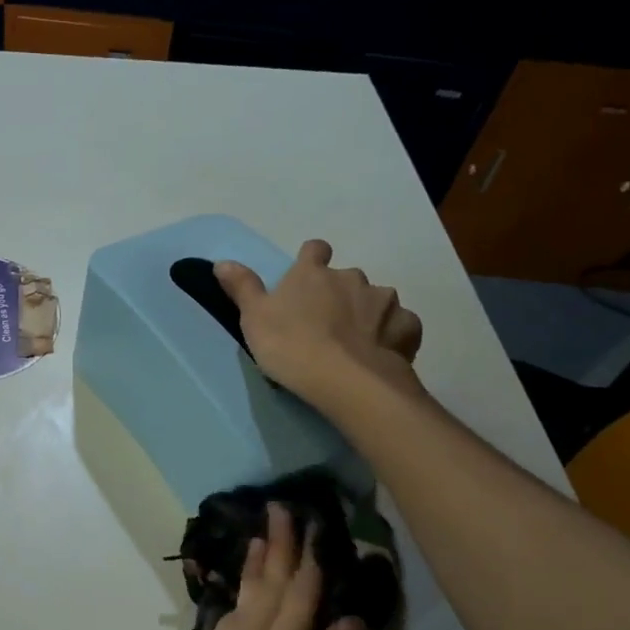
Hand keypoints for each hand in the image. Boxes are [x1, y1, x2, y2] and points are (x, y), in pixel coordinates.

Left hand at [129, 504, 364, 629]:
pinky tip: (243, 594)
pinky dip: (239, 595)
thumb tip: (344, 622)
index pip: (299, 596)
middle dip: (277, 547)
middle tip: (281, 507)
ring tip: (262, 538)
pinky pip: (227, 619)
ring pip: (242, 599)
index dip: (310, 559)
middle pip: (266, 587)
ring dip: (255, 566)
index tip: (315, 522)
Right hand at [216, 239, 422, 410]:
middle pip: (347, 278)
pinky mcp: (407, 327)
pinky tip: (381, 354)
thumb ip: (242, 287)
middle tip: (326, 326)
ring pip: (376, 301)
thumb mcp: (254, 318)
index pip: (315, 250)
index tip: (307, 279)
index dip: (312, 261)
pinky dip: (392, 336)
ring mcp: (384, 300)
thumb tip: (222, 261)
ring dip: (367, 315)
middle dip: (340, 295)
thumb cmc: (290, 345)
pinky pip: (400, 325)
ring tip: (355, 345)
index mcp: (313, 273)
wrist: (345, 379)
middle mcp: (352, 277)